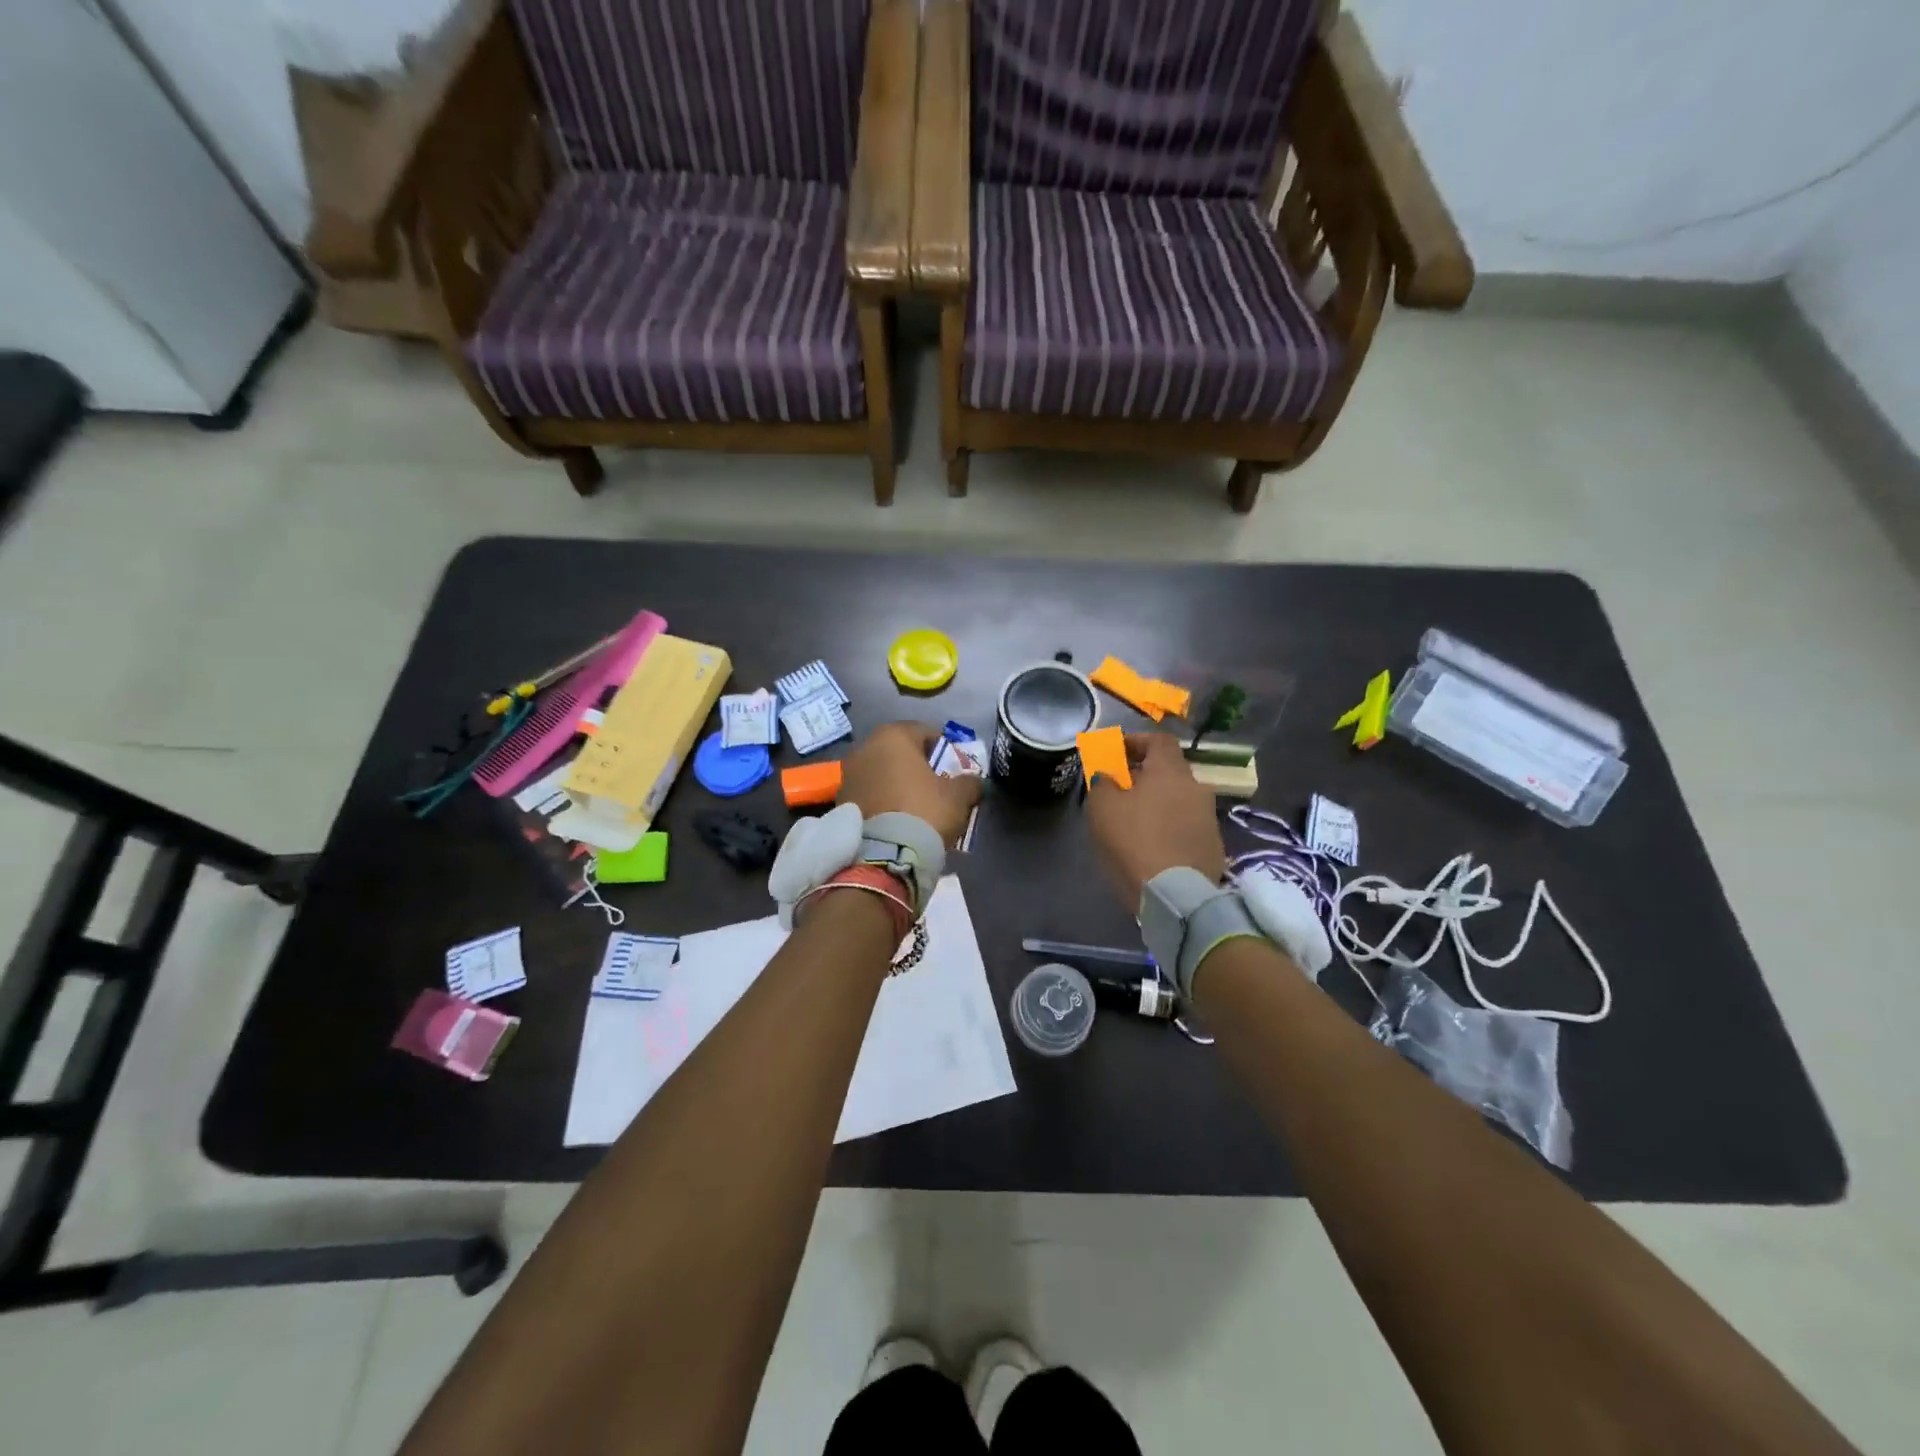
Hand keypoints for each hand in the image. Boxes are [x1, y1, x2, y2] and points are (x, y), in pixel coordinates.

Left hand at [838, 722, 984, 847]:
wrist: (885, 855)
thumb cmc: (924, 811)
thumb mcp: (959, 796)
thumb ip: (970, 782)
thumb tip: (974, 781)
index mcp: (893, 736)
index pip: (925, 732)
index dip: (943, 749)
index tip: (954, 768)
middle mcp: (865, 747)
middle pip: (899, 751)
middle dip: (916, 765)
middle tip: (935, 787)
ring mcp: (848, 774)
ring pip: (881, 772)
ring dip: (896, 782)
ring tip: (914, 805)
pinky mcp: (840, 800)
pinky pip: (868, 792)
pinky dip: (881, 799)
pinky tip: (895, 818)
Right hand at [1085, 733, 1225, 910]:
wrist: (1175, 895)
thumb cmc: (1134, 840)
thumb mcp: (1102, 807)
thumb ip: (1103, 782)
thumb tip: (1108, 776)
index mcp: (1171, 771)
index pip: (1159, 740)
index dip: (1137, 741)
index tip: (1116, 751)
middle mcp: (1197, 787)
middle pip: (1170, 771)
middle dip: (1146, 775)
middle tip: (1122, 788)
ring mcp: (1209, 817)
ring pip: (1180, 799)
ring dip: (1159, 802)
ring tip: (1135, 820)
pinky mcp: (1214, 845)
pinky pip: (1187, 825)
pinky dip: (1170, 826)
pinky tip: (1153, 844)